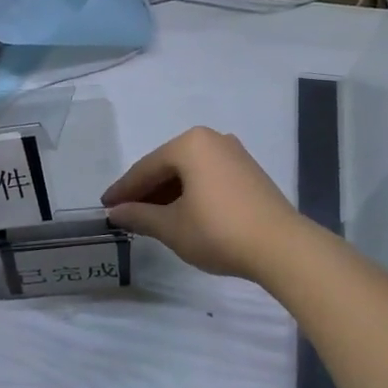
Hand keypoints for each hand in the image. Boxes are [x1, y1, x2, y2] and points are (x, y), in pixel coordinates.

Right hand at [102, 127, 303, 280]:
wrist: (281, 247)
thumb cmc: (218, 231)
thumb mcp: (171, 227)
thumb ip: (139, 216)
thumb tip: (116, 213)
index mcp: (189, 144)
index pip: (146, 168)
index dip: (123, 190)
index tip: (105, 206)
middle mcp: (212, 139)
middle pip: (167, 166)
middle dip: (145, 191)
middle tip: (125, 212)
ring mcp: (234, 154)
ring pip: (188, 172)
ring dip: (168, 193)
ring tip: (150, 217)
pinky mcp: (249, 172)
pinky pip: (208, 177)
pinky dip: (190, 193)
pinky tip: (181, 213)